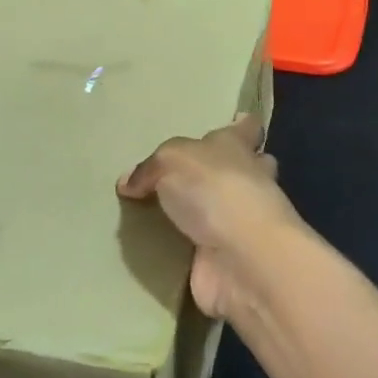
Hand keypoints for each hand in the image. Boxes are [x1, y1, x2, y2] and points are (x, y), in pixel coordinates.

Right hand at [117, 114, 303, 318]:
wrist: (240, 258)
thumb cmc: (215, 189)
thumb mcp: (171, 161)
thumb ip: (150, 168)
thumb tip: (129, 183)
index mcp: (237, 147)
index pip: (247, 128)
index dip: (242, 125)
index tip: (238, 120)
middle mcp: (246, 181)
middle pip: (244, 168)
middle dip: (226, 170)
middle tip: (190, 174)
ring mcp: (241, 223)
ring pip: (224, 209)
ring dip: (203, 213)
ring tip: (161, 212)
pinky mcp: (228, 258)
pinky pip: (203, 248)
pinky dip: (185, 250)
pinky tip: (157, 249)